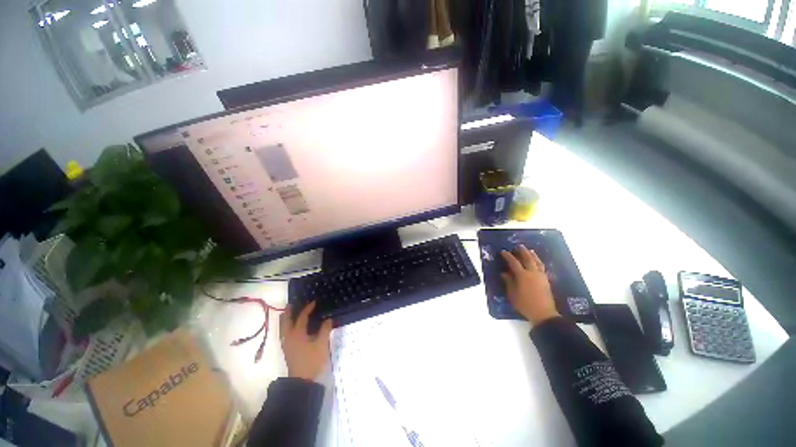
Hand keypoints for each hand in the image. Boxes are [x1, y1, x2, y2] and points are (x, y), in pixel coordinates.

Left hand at [279, 301, 332, 381]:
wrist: (302, 380)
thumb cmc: (312, 360)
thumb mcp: (322, 344)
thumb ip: (325, 330)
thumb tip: (328, 319)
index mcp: (298, 333)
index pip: (302, 317)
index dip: (308, 308)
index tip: (314, 302)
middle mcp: (289, 336)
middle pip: (286, 321)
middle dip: (289, 312)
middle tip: (292, 304)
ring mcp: (286, 344)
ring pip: (283, 328)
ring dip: (286, 319)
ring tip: (288, 313)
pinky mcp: (287, 349)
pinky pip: (284, 333)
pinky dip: (286, 326)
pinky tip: (290, 328)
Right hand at [501, 245, 559, 324]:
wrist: (543, 314)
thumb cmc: (525, 304)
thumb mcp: (512, 294)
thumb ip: (509, 282)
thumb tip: (504, 273)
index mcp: (523, 276)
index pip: (514, 262)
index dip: (508, 256)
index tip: (503, 251)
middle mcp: (532, 273)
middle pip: (528, 259)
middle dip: (522, 251)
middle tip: (518, 246)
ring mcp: (541, 276)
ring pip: (537, 262)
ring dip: (533, 255)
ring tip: (530, 251)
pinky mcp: (546, 280)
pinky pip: (542, 267)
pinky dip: (539, 262)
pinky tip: (538, 262)